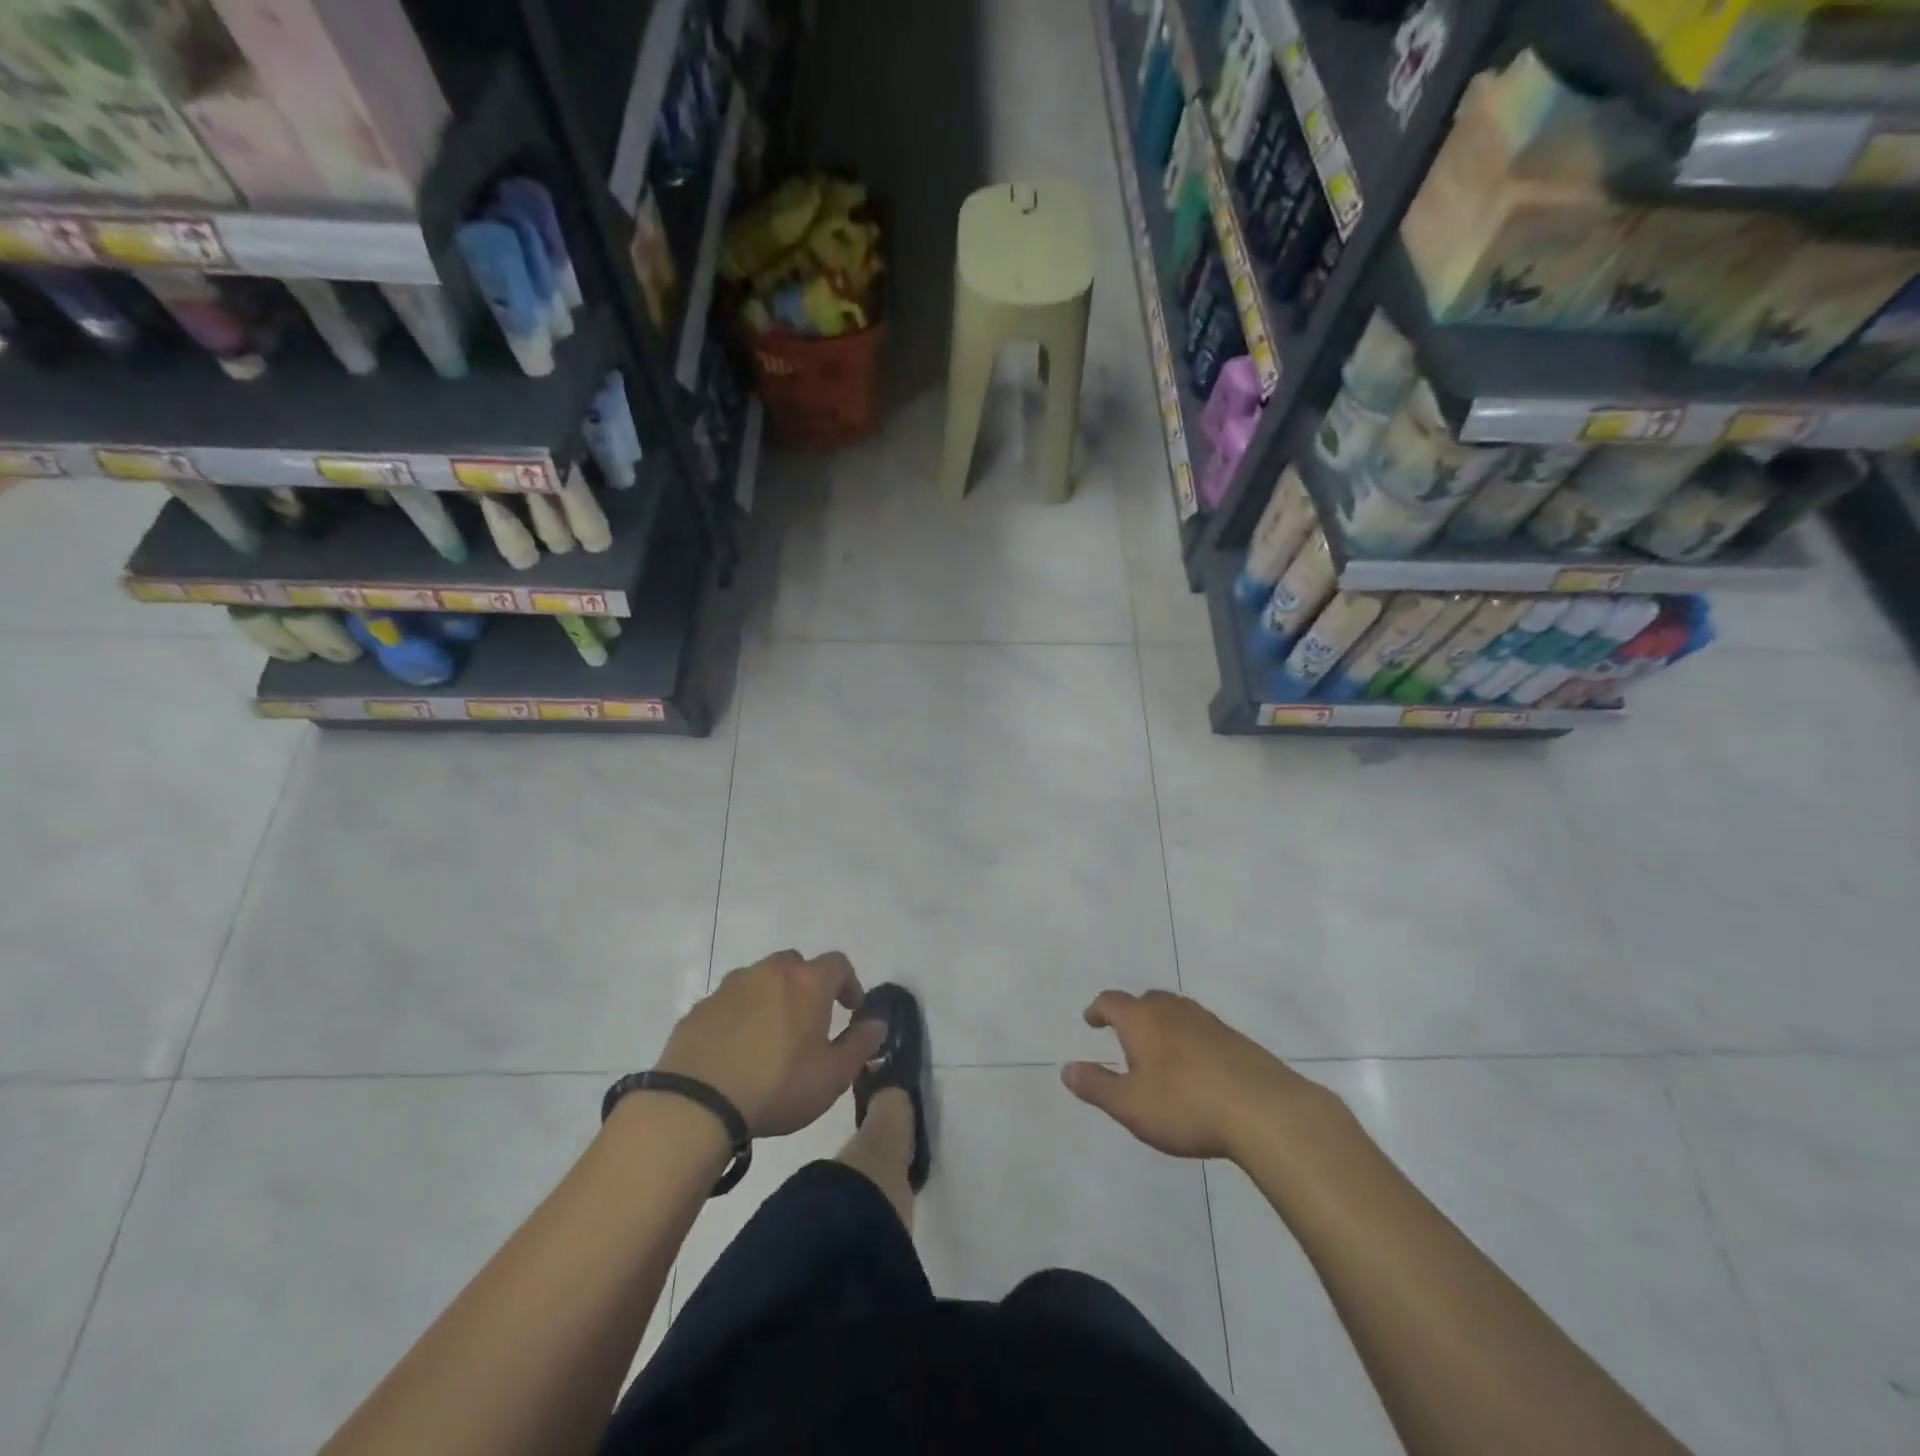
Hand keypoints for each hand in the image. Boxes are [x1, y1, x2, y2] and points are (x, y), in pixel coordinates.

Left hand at [655, 950, 885, 1137]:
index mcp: (806, 982)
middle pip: (795, 965)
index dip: (849, 983)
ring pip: (760, 980)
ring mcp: (730, 987)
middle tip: (810, 1019)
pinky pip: (730, 1003)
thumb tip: (877, 1023)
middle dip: (807, 985)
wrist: (696, 1103)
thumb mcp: (832, 1075)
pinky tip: (737, 1049)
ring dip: (771, 998)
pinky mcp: (700, 1008)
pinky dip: (740, 1016)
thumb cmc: (777, 1086)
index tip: (851, 1009)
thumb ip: (860, 1045)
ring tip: (771, 1036)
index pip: (838, 963)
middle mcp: (769, 972)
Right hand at [1062, 990, 1334, 1160]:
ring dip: (1162, 1024)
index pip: (1111, 1002)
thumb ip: (1097, 1086)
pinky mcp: (1235, 1039)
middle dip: (1132, 1014)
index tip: (1091, 1020)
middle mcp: (1172, 1010)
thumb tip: (1066, 1069)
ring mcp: (1207, 1021)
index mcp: (1141, 1019)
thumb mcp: (1130, 1105)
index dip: (1098, 1009)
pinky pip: (1201, 1029)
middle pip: (1146, 1000)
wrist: (1263, 1110)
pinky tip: (1196, 1067)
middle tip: (1125, 1035)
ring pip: (1176, 1012)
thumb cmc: (1185, 1105)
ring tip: (1160, 1051)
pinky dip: (1189, 1039)